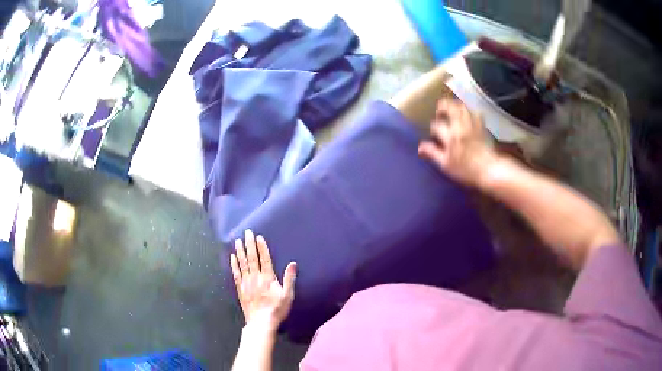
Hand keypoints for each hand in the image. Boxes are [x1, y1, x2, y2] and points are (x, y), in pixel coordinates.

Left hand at [230, 230, 296, 332]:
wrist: (261, 323)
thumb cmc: (277, 309)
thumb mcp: (288, 295)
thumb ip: (289, 279)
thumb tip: (293, 263)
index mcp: (267, 278)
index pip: (264, 259)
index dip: (261, 247)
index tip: (258, 237)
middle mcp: (255, 277)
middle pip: (251, 258)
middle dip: (249, 244)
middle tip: (247, 232)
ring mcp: (246, 283)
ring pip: (242, 263)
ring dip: (240, 251)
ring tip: (238, 240)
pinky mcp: (240, 289)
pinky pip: (236, 273)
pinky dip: (234, 264)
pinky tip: (232, 257)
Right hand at [418, 98, 498, 187]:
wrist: (489, 170)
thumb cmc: (466, 170)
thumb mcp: (446, 165)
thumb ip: (433, 153)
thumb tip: (420, 146)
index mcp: (450, 136)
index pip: (436, 125)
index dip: (433, 129)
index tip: (434, 135)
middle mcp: (460, 126)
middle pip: (449, 107)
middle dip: (442, 107)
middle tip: (439, 111)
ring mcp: (472, 124)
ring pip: (462, 107)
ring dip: (454, 105)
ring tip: (451, 109)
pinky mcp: (481, 125)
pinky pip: (475, 112)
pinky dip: (469, 110)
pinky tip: (467, 114)